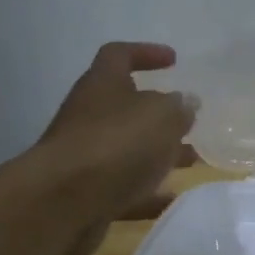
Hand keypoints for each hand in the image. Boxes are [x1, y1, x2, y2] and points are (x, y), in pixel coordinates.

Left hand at [39, 42, 196, 254]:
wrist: (63, 202)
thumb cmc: (116, 144)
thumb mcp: (161, 116)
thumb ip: (178, 108)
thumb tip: (186, 102)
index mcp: (102, 84)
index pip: (119, 55)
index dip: (146, 53)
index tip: (174, 61)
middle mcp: (89, 115)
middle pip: (126, 107)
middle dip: (160, 116)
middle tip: (190, 123)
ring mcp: (85, 155)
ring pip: (128, 149)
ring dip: (159, 154)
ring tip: (191, 162)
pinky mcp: (86, 192)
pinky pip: (123, 187)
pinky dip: (147, 192)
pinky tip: (172, 199)